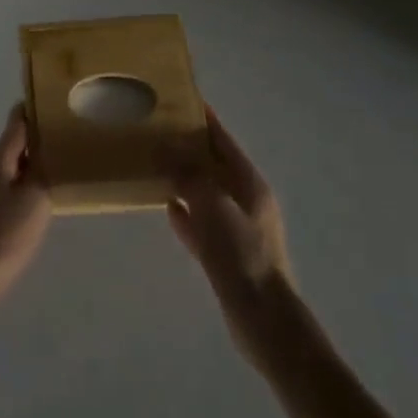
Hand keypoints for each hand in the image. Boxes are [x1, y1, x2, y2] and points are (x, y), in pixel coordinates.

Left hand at [0, 105, 51, 315]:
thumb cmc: (2, 236)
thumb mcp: (34, 199)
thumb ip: (42, 171)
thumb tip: (46, 148)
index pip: (16, 122)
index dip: (35, 109)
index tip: (58, 100)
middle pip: (14, 146)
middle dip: (39, 139)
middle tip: (71, 137)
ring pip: (12, 170)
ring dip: (33, 166)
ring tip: (63, 168)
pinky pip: (8, 192)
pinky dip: (26, 189)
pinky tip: (43, 203)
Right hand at [164, 109, 294, 365]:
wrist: (263, 319)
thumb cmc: (241, 256)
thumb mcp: (213, 208)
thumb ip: (188, 175)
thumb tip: (166, 148)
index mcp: (250, 183)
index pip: (223, 140)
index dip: (203, 118)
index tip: (181, 98)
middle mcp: (246, 199)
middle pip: (213, 163)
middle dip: (188, 146)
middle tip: (156, 130)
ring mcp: (237, 226)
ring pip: (205, 191)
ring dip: (183, 177)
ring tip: (154, 163)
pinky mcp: (226, 251)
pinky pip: (201, 221)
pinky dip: (185, 211)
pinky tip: (165, 206)